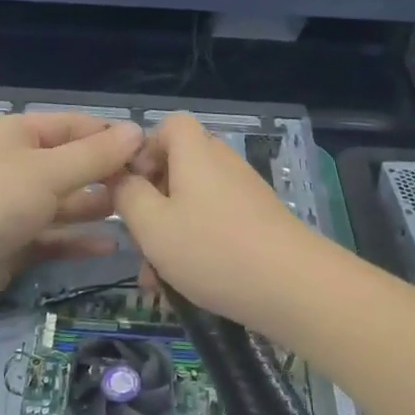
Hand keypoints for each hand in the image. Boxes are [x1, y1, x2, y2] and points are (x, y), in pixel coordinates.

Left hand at [0, 111, 144, 319]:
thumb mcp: (49, 170)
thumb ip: (95, 154)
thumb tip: (136, 131)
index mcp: (13, 134)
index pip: (70, 125)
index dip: (108, 134)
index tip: (147, 149)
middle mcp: (10, 165)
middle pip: (67, 164)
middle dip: (105, 173)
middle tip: (148, 186)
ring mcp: (8, 207)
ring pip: (60, 202)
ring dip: (94, 206)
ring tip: (136, 213)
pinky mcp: (8, 245)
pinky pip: (49, 236)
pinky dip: (76, 238)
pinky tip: (109, 246)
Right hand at [113, 112, 332, 331]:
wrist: (294, 287)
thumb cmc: (212, 249)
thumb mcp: (152, 225)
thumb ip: (127, 196)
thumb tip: (121, 177)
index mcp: (196, 153)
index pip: (170, 125)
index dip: (144, 149)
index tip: (130, 187)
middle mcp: (222, 164)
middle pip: (179, 167)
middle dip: (152, 204)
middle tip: (138, 241)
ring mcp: (244, 193)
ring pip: (193, 204)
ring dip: (170, 235)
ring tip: (156, 282)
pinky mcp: (259, 222)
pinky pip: (215, 224)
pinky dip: (196, 247)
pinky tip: (185, 289)